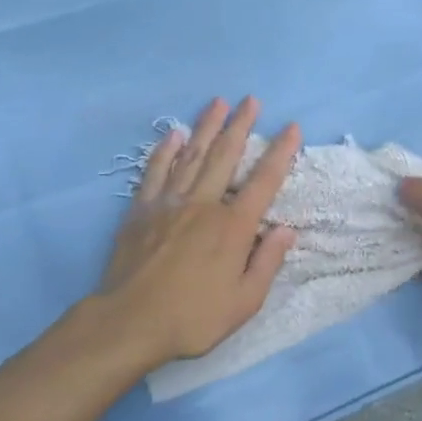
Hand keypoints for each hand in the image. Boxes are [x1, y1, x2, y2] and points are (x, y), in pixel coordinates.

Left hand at [96, 97, 300, 368]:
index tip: (291, 127)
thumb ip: (267, 262)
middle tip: (250, 100)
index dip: (280, 152)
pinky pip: (155, 171)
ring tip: (217, 102)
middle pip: (225, 156)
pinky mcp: (142, 209)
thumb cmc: (193, 317)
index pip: (264, 181)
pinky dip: (165, 150)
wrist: (130, 321)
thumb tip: (286, 229)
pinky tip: (174, 135)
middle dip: (240, 125)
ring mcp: (169, 202)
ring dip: (206, 127)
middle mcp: (203, 204)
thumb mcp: (244, 302)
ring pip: (192, 155)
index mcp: (233, 226)